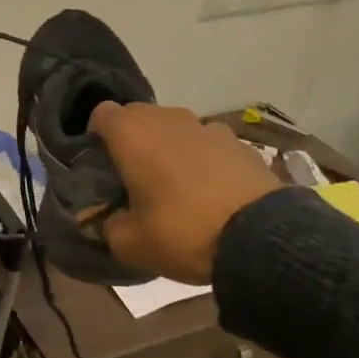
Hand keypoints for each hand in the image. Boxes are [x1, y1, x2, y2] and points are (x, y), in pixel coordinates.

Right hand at [88, 104, 283, 284]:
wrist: (262, 238)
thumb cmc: (183, 232)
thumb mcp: (131, 244)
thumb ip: (108, 226)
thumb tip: (106, 219)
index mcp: (132, 135)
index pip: (101, 113)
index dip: (96, 135)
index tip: (100, 162)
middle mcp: (166, 119)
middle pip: (137, 115)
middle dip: (131, 138)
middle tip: (133, 174)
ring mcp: (205, 126)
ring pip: (173, 126)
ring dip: (167, 145)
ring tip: (174, 182)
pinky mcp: (238, 142)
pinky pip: (206, 142)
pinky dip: (201, 156)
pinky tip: (210, 188)